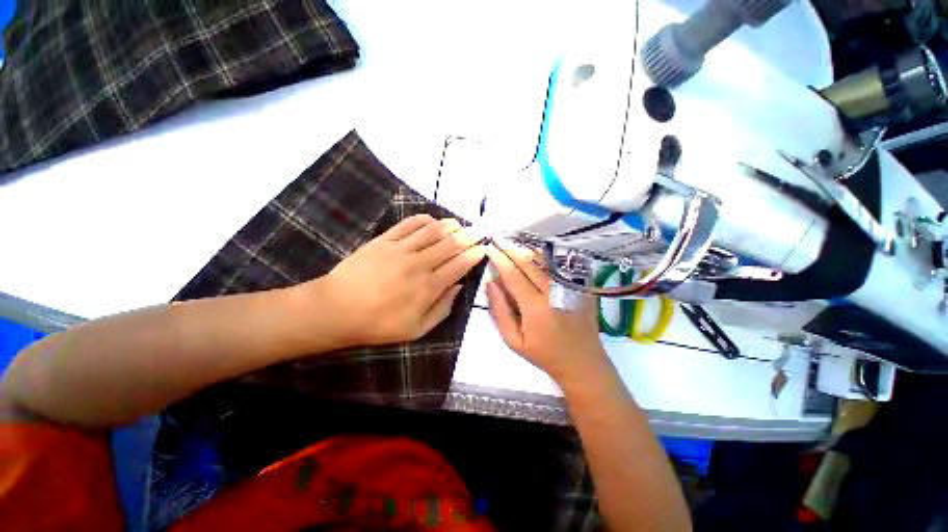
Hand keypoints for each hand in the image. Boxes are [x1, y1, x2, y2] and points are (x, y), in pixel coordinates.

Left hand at [309, 214, 486, 346]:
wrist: (337, 310)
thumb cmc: (379, 324)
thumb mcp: (417, 329)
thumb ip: (442, 309)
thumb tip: (458, 287)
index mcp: (429, 287)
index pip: (459, 265)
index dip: (474, 255)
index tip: (483, 248)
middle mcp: (419, 264)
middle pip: (451, 244)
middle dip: (469, 236)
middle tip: (480, 230)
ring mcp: (400, 249)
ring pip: (433, 231)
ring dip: (450, 225)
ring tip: (460, 224)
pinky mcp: (384, 240)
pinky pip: (408, 224)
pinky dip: (424, 219)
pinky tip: (432, 220)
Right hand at [485, 239, 609, 387]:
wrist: (582, 363)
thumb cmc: (544, 355)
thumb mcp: (514, 341)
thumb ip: (500, 311)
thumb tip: (490, 283)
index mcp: (535, 307)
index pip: (513, 275)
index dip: (499, 259)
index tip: (489, 248)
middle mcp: (553, 292)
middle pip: (528, 262)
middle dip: (510, 249)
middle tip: (497, 239)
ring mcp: (570, 287)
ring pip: (544, 260)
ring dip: (525, 250)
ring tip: (511, 245)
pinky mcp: (580, 287)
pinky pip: (558, 266)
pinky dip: (542, 257)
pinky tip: (532, 256)